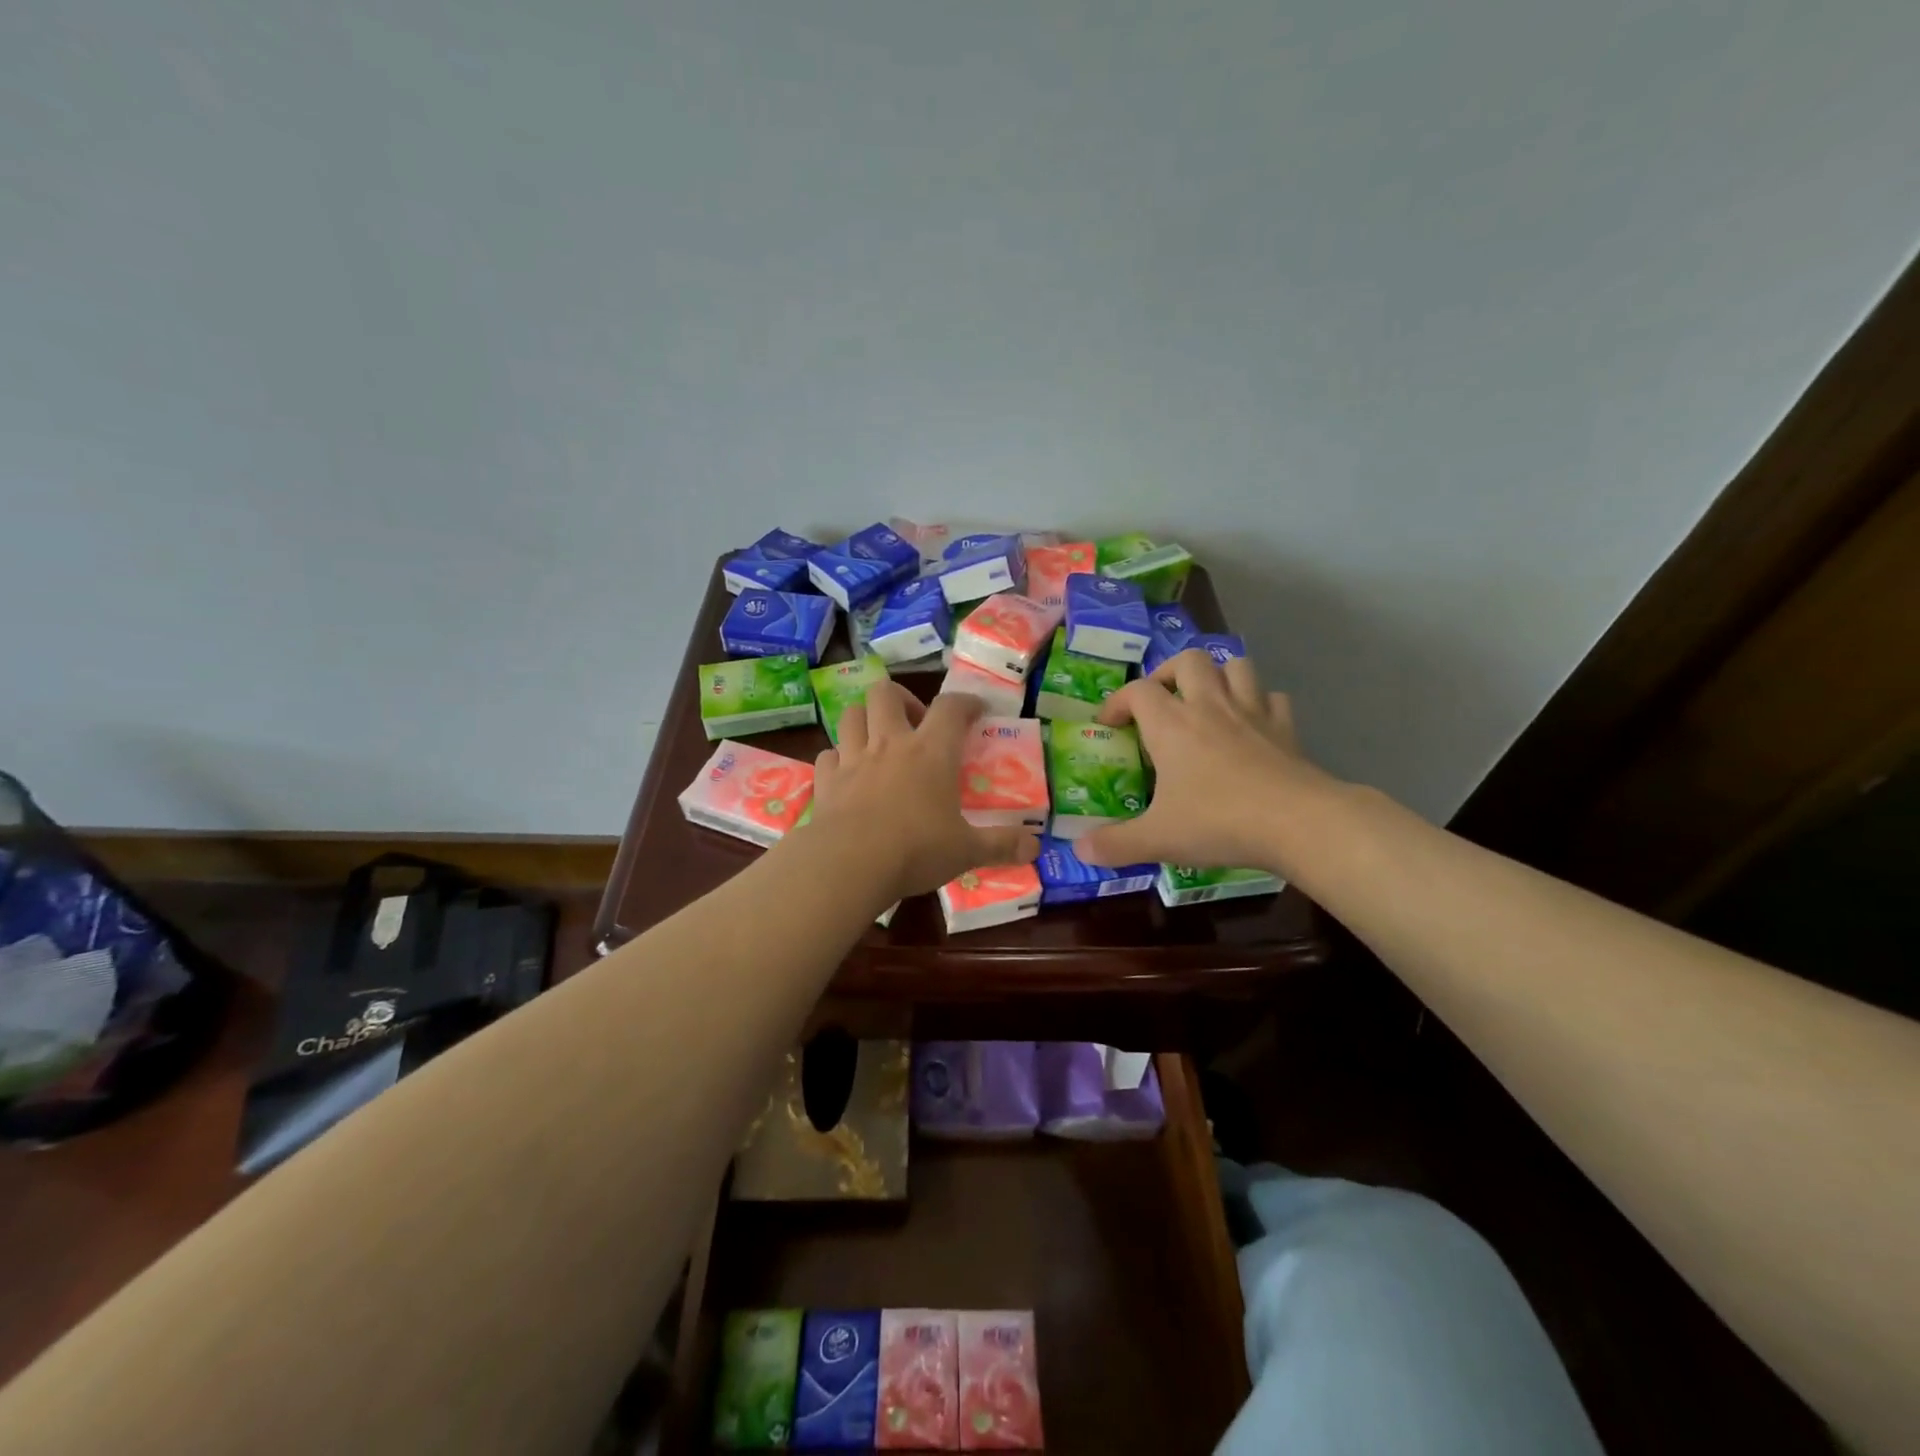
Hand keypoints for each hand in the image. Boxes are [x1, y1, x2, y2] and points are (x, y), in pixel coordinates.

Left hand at [805, 681, 1040, 901]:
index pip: (951, 707)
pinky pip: (828, 755)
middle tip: (915, 724)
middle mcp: (890, 744)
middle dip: (902, 699)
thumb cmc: (916, 850)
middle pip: (886, 693)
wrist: (849, 865)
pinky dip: (838, 758)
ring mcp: (853, 759)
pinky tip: (847, 774)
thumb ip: (1002, 845)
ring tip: (879, 742)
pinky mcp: (826, 780)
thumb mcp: (967, 851)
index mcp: (931, 752)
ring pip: (852, 715)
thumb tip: (1035, 847)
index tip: (975, 710)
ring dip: (866, 720)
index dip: (965, 702)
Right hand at [1075, 649, 1328, 873]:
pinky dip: (1260, 703)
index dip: (1117, 701)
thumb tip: (1080, 850)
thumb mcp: (1158, 838)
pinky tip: (1253, 725)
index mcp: (1171, 724)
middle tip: (1160, 701)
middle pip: (1187, 660)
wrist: (1298, 822)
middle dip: (1168, 673)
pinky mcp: (1286, 727)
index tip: (1109, 724)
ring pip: (1235, 666)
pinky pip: (1273, 698)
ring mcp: (1252, 712)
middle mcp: (1209, 706)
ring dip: (1218, 675)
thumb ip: (1115, 844)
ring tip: (1206, 700)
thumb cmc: (1218, 822)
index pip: (1137, 691)